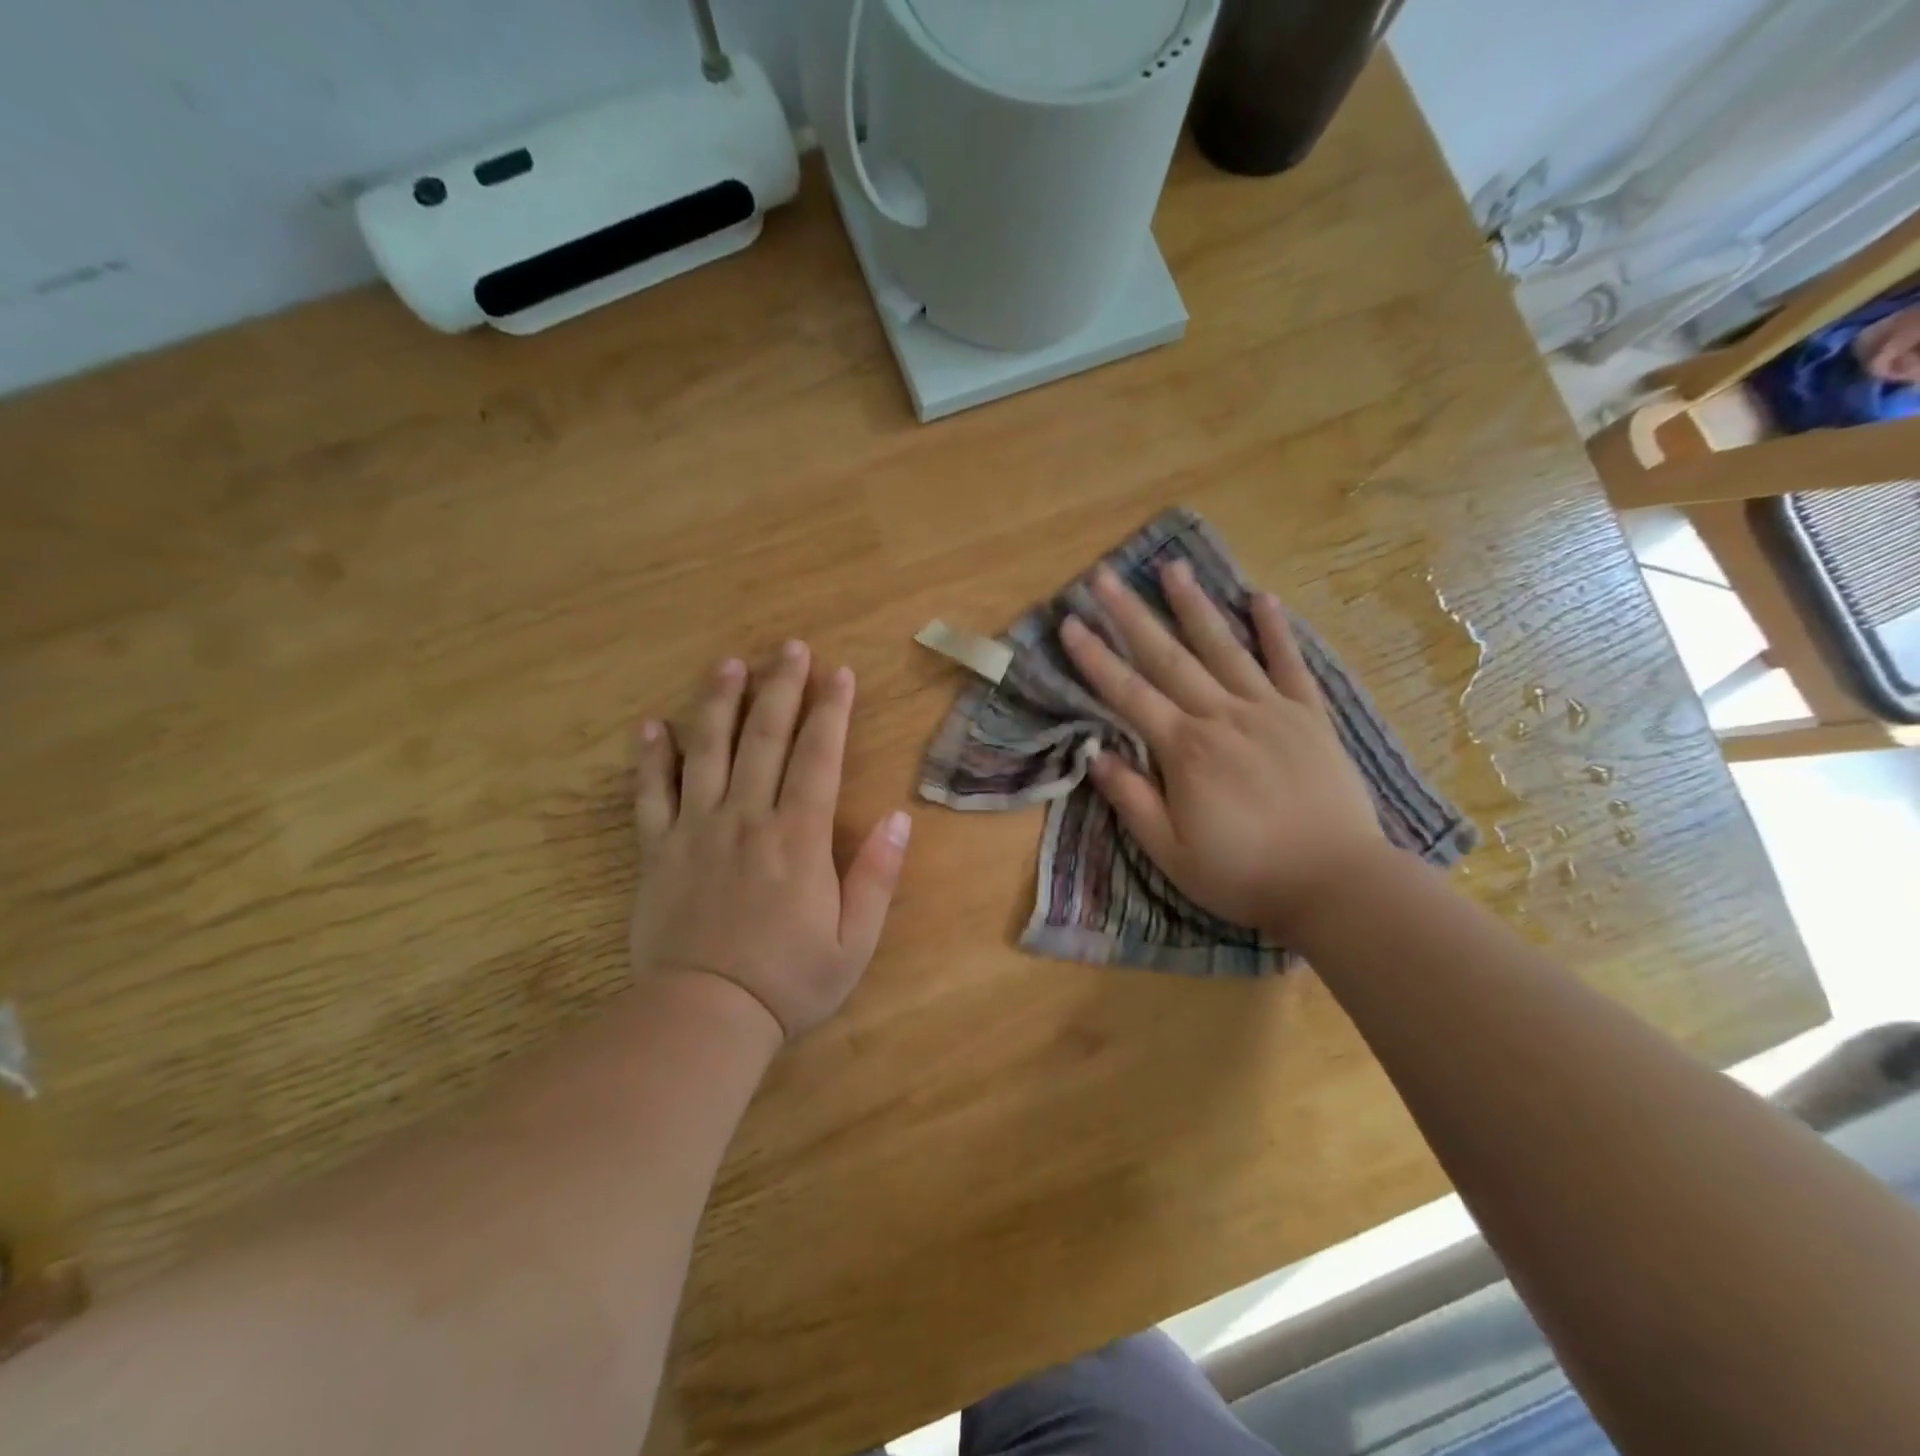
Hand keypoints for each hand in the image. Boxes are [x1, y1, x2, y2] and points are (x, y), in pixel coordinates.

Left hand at [629, 642, 911, 1039]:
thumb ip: (877, 877)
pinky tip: (652, 725)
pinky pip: (650, 794)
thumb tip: (900, 819)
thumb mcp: (854, 941)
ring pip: (707, 751)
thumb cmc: (789, 981)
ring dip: (719, 703)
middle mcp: (746, 819)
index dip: (831, 711)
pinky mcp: (658, 851)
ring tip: (728, 664)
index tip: (838, 673)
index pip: (818, 757)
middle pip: (764, 738)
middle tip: (789, 648)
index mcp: (798, 838)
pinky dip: (651, 757)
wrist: (704, 1018)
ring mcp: (696, 830)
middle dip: (780, 688)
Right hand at [1058, 561, 1383, 936]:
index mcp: (1185, 750)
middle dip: (1131, 615)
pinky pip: (1290, 664)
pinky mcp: (1310, 716)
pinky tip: (1261, 597)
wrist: (1337, 884)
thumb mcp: (1170, 853)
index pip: (1128, 693)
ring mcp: (1270, 710)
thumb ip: (1131, 799)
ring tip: (1173, 567)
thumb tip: (1095, 753)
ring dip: (1195, 605)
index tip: (1070, 622)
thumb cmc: (1244, 874)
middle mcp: (1223, 716)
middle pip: (1168, 657)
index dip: (1095, 657)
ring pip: (1225, 647)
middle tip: (1104, 576)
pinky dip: (1275, 630)